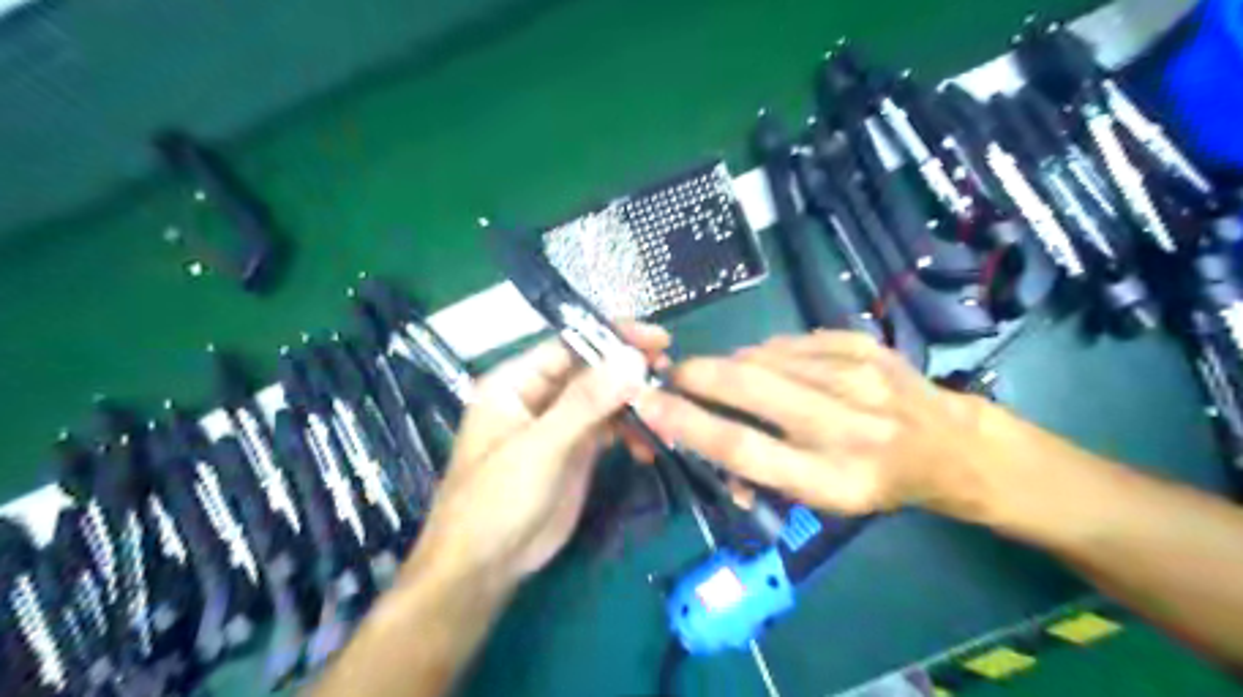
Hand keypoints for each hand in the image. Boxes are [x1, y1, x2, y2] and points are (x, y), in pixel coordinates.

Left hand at [408, 321, 670, 588]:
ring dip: (635, 405)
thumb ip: (586, 401)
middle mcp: (539, 397)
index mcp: (517, 382)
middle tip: (669, 373)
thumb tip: (632, 358)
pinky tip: (650, 446)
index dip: (612, 338)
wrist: (486, 567)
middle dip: (630, 371)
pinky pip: (610, 429)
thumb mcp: (541, 446)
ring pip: (605, 400)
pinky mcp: (577, 452)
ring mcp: (560, 425)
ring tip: (666, 416)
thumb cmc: (498, 498)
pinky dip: (631, 432)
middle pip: (592, 370)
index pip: (570, 345)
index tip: (657, 340)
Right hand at [636, 328, 1002, 515]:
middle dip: (698, 374)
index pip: (743, 448)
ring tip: (728, 375)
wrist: (951, 446)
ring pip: (765, 357)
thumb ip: (760, 470)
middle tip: (675, 374)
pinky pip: (791, 342)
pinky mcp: (864, 346)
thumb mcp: (822, 501)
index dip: (687, 423)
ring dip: (733, 364)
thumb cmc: (876, 483)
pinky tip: (772, 365)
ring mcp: (859, 377)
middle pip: (749, 386)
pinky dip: (768, 353)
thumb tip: (703, 440)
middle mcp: (847, 425)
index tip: (650, 402)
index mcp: (833, 479)